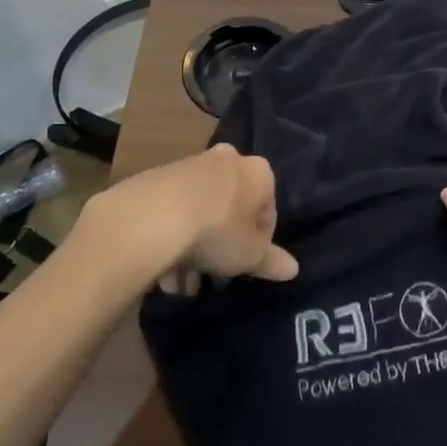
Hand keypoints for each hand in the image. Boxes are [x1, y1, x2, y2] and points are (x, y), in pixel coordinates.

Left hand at [82, 145, 297, 292]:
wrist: (153, 216)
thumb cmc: (218, 231)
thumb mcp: (251, 255)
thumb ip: (272, 261)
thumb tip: (293, 269)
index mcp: (259, 172)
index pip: (268, 210)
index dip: (259, 243)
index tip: (246, 265)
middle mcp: (227, 160)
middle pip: (231, 208)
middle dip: (223, 243)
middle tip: (214, 276)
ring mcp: (190, 165)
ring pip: (200, 212)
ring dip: (194, 247)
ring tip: (182, 285)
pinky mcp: (157, 177)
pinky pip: (173, 211)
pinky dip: (172, 237)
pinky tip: (163, 270)